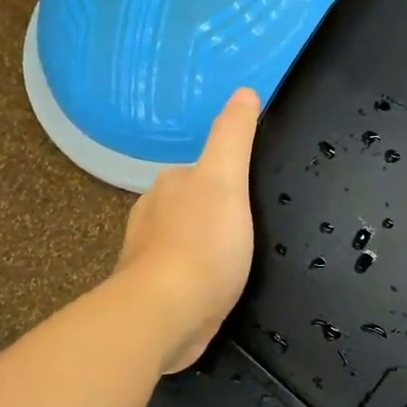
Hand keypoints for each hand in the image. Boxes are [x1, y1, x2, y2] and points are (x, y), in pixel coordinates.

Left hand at [115, 88, 261, 372]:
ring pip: (187, 241)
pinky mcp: (157, 293)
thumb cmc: (202, 244)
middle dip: (219, 214)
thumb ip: (233, 136)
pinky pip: (185, 275)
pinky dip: (201, 277)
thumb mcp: (226, 179)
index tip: (256, 196)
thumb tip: (244, 92)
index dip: (230, 179)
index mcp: (170, 184)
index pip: (203, 171)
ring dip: (209, 246)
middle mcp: (153, 214)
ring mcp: (150, 256)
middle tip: (256, 229)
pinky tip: (218, 289)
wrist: (166, 314)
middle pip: (194, 205)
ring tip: (240, 260)